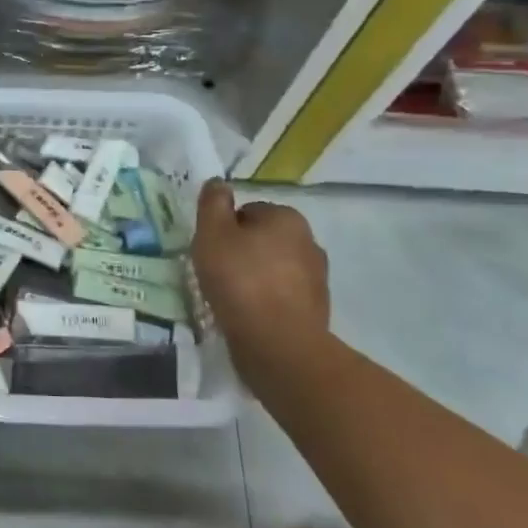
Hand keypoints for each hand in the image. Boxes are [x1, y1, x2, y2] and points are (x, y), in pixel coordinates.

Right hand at [192, 182, 330, 367]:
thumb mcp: (212, 234)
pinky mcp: (316, 310)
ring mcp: (317, 278)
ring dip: (254, 277)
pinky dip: (265, 302)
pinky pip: (281, 296)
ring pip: (273, 268)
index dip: (224, 229)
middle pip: (262, 239)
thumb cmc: (240, 280)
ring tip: (229, 297)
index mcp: (287, 218)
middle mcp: (309, 242)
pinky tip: (247, 315)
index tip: (210, 250)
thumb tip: (218, 183)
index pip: (248, 212)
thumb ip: (213, 204)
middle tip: (216, 272)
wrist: (279, 344)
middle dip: (241, 252)